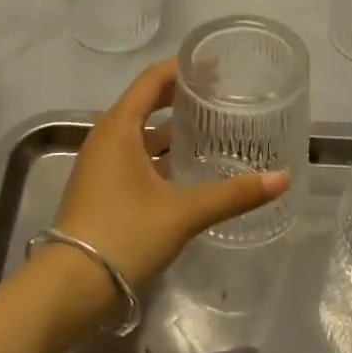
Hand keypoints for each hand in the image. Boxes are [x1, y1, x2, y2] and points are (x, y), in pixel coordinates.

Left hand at [53, 60, 288, 291]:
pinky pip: (134, 154)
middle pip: (145, 102)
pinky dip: (159, 151)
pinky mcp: (101, 187)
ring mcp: (100, 163)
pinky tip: (185, 167)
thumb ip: (233, 194)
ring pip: (140, 131)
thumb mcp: (183, 212)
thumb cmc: (125, 234)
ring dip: (170, 126)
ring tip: (208, 125)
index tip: (215, 63)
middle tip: (218, 92)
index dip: (182, 68)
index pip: (152, 80)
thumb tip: (282, 179)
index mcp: (119, 127)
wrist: (69, 289)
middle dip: (179, 94)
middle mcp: (106, 137)